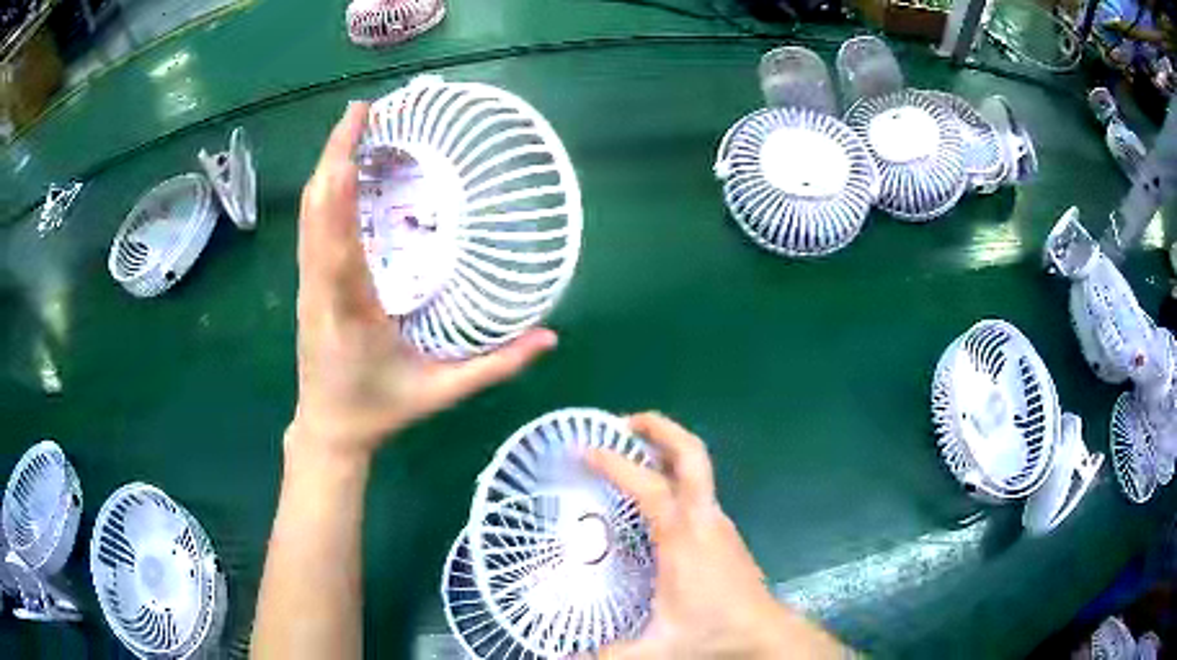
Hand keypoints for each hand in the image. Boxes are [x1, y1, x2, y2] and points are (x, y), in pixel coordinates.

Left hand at [290, 103, 556, 458]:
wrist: (328, 430)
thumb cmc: (380, 411)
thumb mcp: (441, 392)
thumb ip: (495, 366)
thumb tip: (550, 337)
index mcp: (350, 310)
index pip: (339, 239)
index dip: (342, 185)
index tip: (355, 136)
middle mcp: (321, 288)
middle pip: (316, 211)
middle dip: (333, 154)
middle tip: (360, 110)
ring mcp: (308, 284)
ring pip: (308, 216)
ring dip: (326, 167)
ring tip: (352, 128)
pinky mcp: (307, 284)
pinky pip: (310, 229)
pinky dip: (324, 192)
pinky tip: (340, 171)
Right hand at [586, 413, 845, 658]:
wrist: (766, 634)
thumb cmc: (713, 633)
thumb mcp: (655, 650)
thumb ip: (606, 656)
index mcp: (683, 538)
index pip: (648, 486)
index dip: (615, 463)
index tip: (584, 449)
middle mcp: (704, 519)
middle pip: (691, 454)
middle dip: (658, 428)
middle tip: (622, 422)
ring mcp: (718, 523)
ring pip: (697, 469)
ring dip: (665, 451)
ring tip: (629, 455)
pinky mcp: (723, 533)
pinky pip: (697, 490)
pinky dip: (673, 477)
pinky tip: (653, 499)